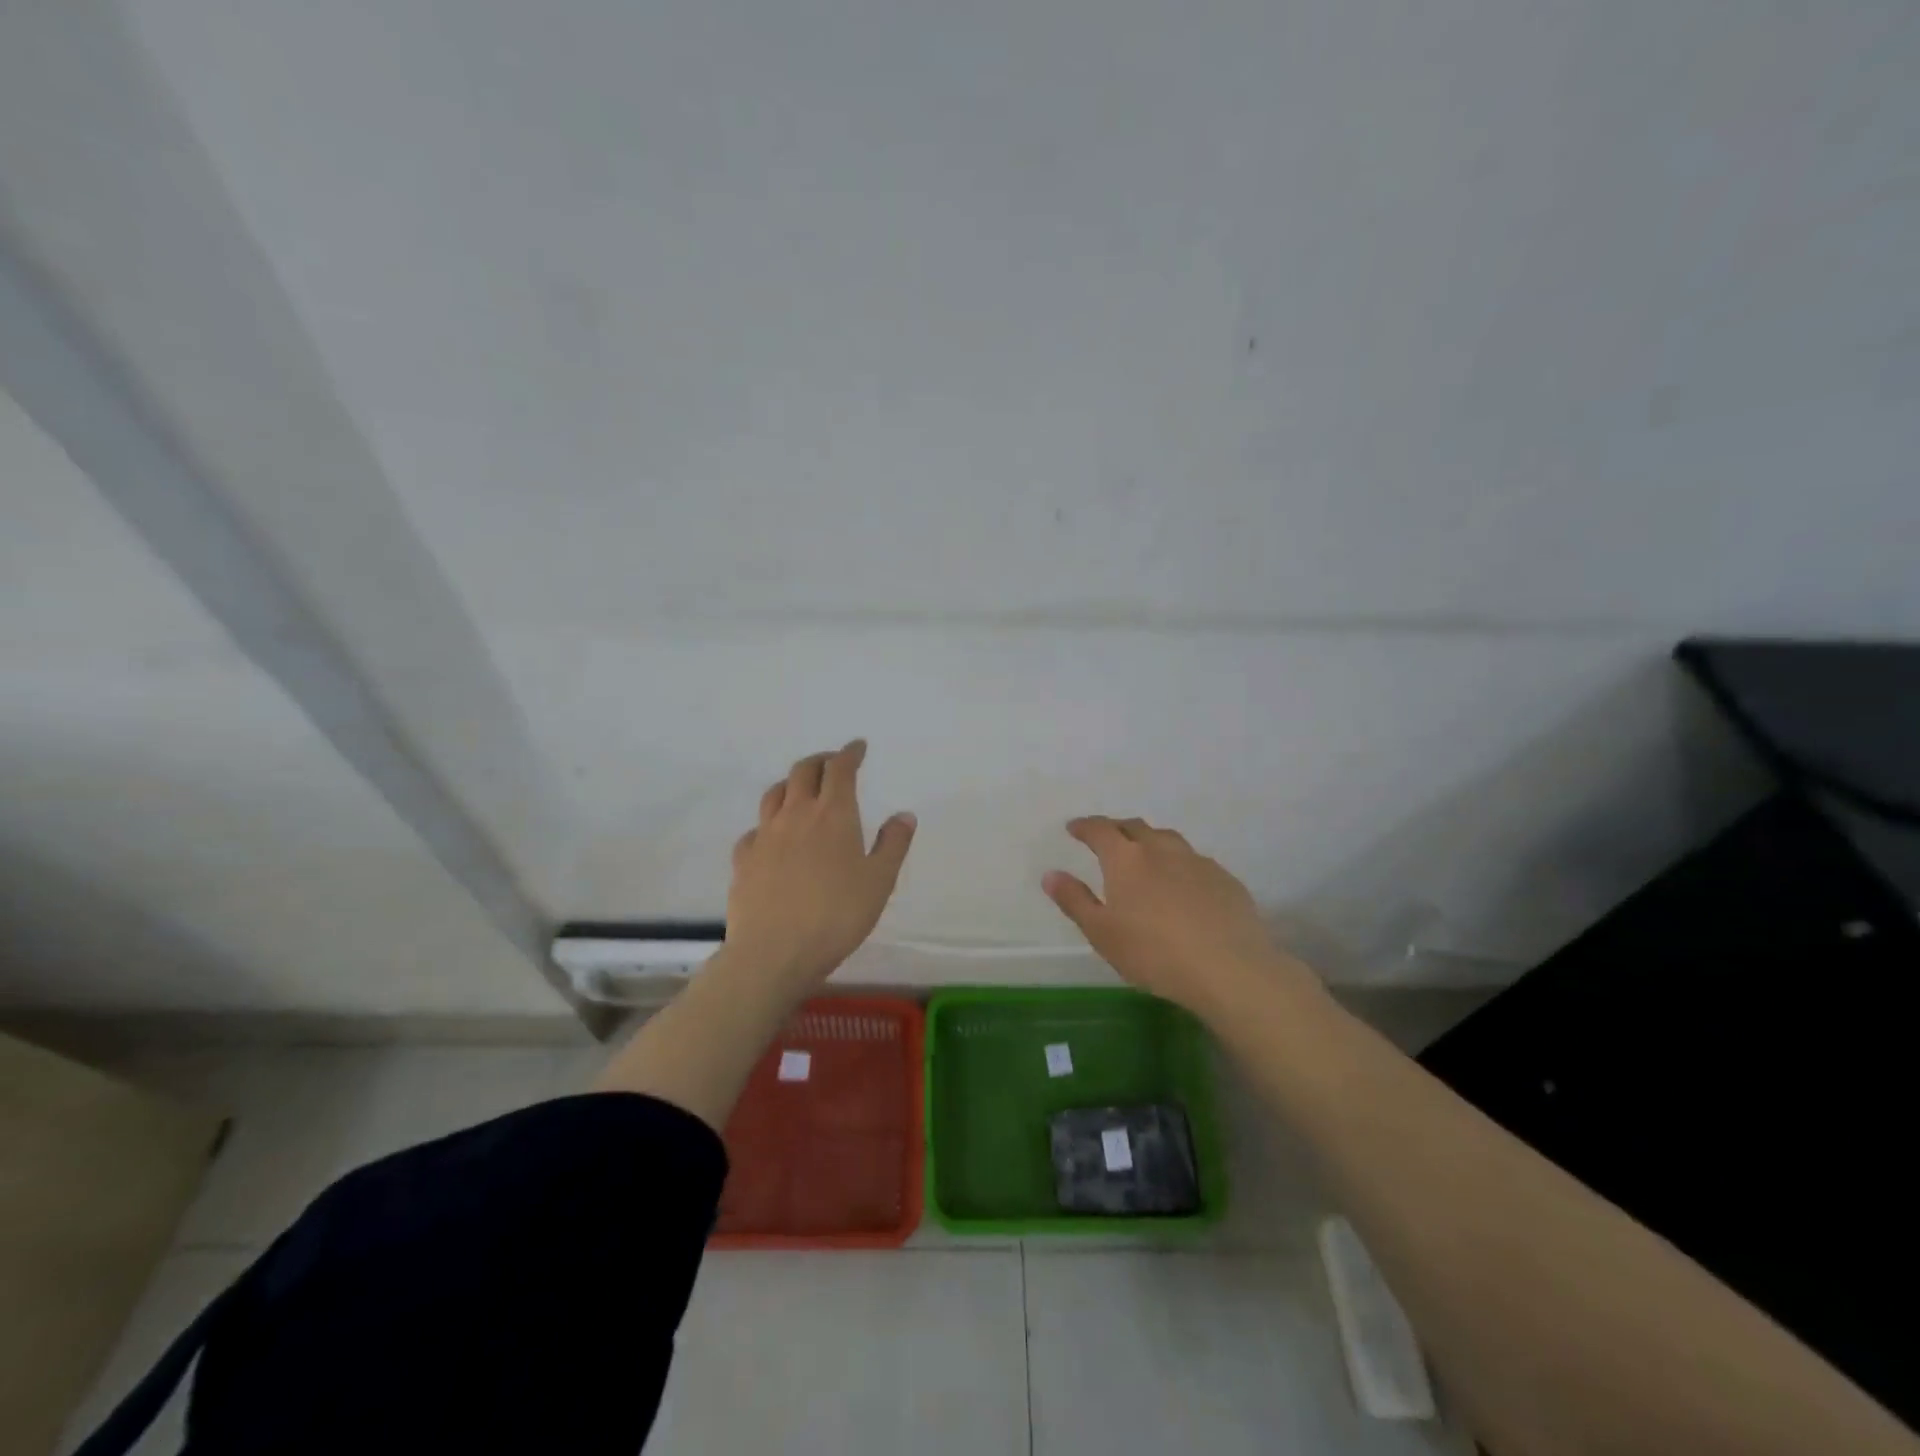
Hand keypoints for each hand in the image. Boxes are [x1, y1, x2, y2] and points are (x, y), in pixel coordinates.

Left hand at [723, 740, 915, 994]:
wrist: (774, 952)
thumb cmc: (837, 915)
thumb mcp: (879, 881)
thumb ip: (893, 845)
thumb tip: (904, 814)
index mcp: (833, 814)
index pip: (840, 769)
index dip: (849, 753)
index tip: (858, 747)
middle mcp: (796, 815)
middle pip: (803, 771)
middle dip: (820, 760)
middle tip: (832, 762)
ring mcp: (765, 835)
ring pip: (774, 794)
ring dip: (791, 783)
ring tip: (801, 789)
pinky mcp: (743, 859)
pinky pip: (755, 829)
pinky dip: (768, 823)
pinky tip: (772, 837)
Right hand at [1042, 816, 1316, 1019]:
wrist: (1230, 969)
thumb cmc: (1154, 953)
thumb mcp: (1102, 933)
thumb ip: (1074, 900)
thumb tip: (1050, 874)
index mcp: (1126, 859)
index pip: (1100, 829)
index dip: (1085, 826)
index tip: (1074, 828)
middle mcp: (1161, 849)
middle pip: (1134, 827)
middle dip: (1116, 829)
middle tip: (1106, 839)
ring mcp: (1197, 861)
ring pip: (1167, 840)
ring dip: (1150, 842)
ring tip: (1145, 857)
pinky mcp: (1225, 879)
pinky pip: (1194, 861)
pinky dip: (1180, 865)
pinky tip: (1183, 886)